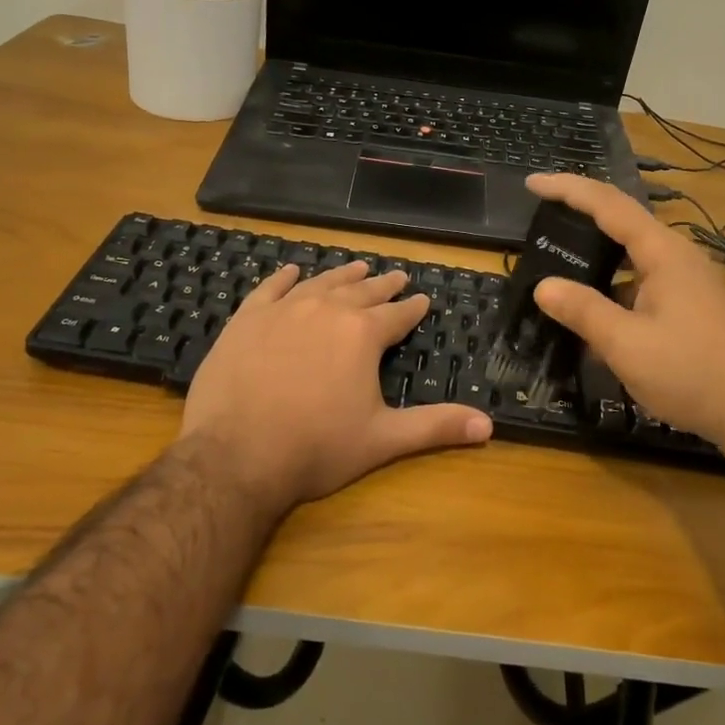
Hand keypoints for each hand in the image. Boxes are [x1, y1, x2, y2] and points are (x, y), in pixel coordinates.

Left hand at [181, 261, 490, 511]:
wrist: (235, 456)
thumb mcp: (383, 439)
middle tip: (397, 276)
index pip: (397, 315)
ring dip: (343, 276)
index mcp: (362, 334)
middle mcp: (327, 310)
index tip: (422, 299)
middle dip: (383, 286)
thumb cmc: (316, 448)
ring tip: (358, 268)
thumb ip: (435, 427)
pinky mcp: (247, 319)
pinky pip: (271, 289)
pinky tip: (294, 270)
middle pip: (362, 292)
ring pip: (322, 283)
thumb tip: (489, 426)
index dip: (413, 308)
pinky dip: (285, 278)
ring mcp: (284, 310)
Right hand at [525, 173, 724, 454]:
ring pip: (634, 253)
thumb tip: (543, 285)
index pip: (608, 204)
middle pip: (623, 220)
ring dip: (598, 251)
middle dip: (582, 212)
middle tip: (542, 215)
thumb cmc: (690, 373)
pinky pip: (644, 277)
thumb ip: (583, 311)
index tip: (532, 182)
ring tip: (561, 257)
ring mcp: (690, 280)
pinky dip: (615, 281)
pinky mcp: (693, 303)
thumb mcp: (626, 344)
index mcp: (663, 253)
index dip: (568, 189)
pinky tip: (597, 307)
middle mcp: (678, 255)